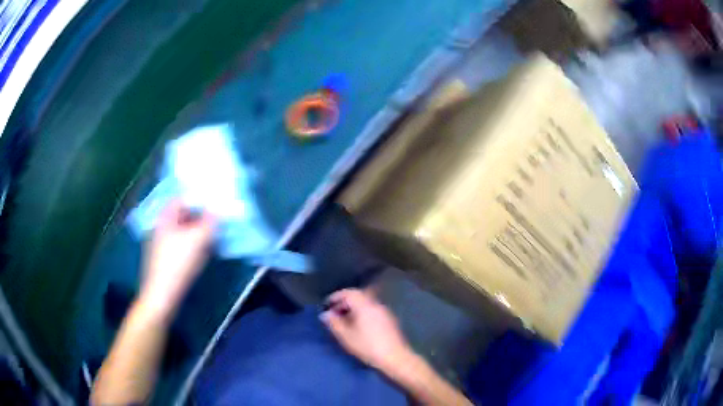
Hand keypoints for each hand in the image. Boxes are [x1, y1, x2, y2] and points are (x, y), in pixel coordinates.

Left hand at [138, 200, 215, 320]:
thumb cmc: (178, 263)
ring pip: (182, 232)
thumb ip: (210, 222)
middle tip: (216, 221)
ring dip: (197, 232)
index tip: (213, 204)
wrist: (162, 295)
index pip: (181, 199)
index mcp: (165, 218)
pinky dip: (192, 245)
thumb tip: (219, 210)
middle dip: (199, 217)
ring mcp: (161, 244)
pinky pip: (181, 245)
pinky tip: (202, 254)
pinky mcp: (165, 259)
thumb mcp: (197, 240)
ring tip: (212, 238)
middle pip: (182, 215)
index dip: (197, 199)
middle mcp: (161, 228)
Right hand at [321, 289, 413, 371]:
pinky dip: (362, 314)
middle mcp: (376, 304)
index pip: (348, 292)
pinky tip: (358, 327)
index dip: (336, 297)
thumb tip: (325, 314)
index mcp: (364, 305)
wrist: (395, 358)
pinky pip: (372, 311)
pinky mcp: (389, 321)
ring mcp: (384, 312)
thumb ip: (334, 323)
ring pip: (365, 304)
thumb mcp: (346, 336)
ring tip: (344, 322)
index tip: (326, 305)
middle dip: (344, 303)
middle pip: (358, 297)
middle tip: (334, 314)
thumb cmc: (367, 346)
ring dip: (353, 309)